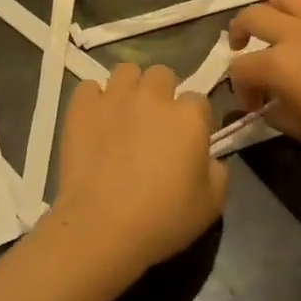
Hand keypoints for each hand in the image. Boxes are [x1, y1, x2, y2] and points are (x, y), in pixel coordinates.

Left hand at [49, 63, 228, 276]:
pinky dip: (94, 100)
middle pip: (162, 75)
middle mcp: (153, 96)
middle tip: (155, 124)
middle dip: (162, 93)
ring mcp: (115, 98)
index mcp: (189, 116)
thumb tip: (209, 158)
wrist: (102, 229)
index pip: (199, 100)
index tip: (187, 141)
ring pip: (126, 71)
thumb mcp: (212, 205)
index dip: (194, 120)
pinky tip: (96, 121)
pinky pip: (89, 87)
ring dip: (130, 88)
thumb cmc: (163, 219)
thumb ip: (218, 171)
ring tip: (125, 115)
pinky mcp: (82, 108)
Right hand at [228, 0, 300, 159]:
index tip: (254, 105)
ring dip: (272, 11)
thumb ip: (278, 115)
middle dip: (239, 32)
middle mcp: (293, 33)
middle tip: (242, 47)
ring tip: (276, 27)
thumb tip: (269, 106)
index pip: (240, 69)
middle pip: (251, 17)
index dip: (240, 88)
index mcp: (277, 63)